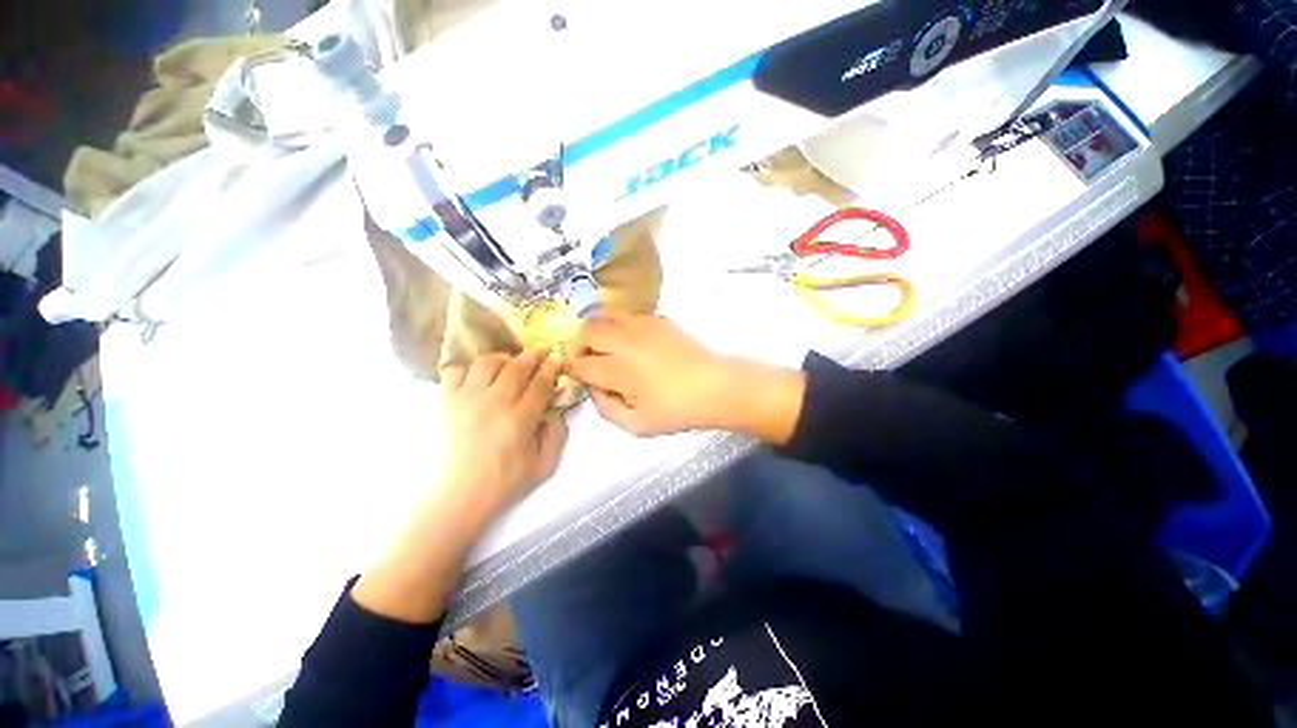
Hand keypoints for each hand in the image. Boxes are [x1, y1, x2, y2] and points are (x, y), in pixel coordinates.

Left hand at [440, 350, 568, 519]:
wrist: (464, 493)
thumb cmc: (508, 481)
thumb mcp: (546, 465)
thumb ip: (558, 434)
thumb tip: (557, 408)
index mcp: (519, 420)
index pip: (540, 384)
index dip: (551, 368)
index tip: (558, 358)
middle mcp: (493, 404)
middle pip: (515, 367)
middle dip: (533, 355)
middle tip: (542, 351)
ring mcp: (467, 400)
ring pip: (486, 363)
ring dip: (503, 358)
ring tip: (511, 364)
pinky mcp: (448, 402)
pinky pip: (455, 372)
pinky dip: (469, 368)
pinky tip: (480, 377)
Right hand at [570, 314, 804, 441]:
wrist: (715, 386)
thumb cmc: (677, 410)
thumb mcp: (637, 425)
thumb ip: (606, 408)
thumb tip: (593, 388)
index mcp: (619, 370)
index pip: (580, 363)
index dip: (574, 370)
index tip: (580, 376)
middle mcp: (625, 341)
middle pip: (586, 331)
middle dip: (578, 345)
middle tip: (587, 359)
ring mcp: (642, 325)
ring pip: (603, 315)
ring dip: (596, 330)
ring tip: (604, 347)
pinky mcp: (657, 318)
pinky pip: (627, 315)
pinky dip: (619, 325)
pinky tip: (630, 341)